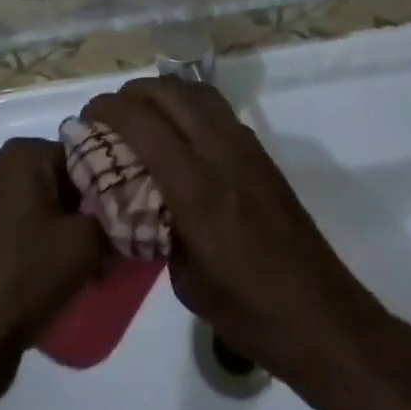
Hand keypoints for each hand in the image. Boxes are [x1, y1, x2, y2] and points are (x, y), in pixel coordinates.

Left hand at [0, 137, 104, 402]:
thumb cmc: (23, 274)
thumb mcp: (84, 244)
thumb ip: (113, 222)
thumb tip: (126, 219)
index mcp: (25, 154)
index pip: (85, 155)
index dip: (112, 186)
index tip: (134, 216)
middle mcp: (5, 169)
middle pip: (67, 182)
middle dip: (94, 213)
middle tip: (121, 245)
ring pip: (51, 211)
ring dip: (76, 236)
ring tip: (101, 268)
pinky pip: (32, 234)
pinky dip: (52, 251)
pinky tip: (73, 280)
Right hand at [82, 77, 380, 393]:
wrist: (322, 318)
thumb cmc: (249, 313)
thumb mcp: (186, 280)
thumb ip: (157, 228)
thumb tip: (138, 200)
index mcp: (197, 190)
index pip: (143, 124)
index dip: (109, 110)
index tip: (87, 116)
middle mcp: (221, 154)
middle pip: (169, 92)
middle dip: (132, 92)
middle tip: (110, 112)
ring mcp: (246, 147)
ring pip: (196, 91)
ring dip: (162, 91)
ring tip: (141, 112)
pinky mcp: (261, 151)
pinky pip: (216, 108)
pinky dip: (189, 103)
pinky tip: (178, 130)